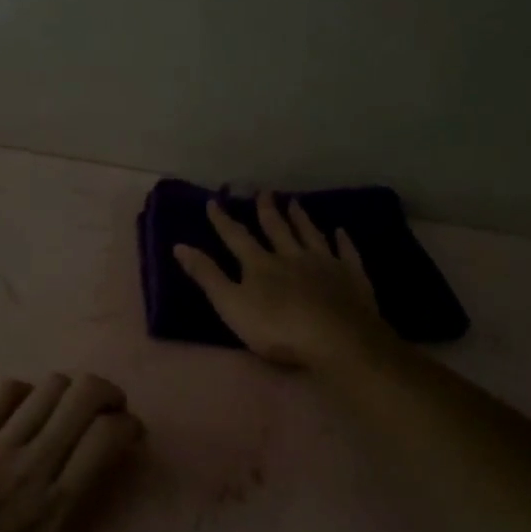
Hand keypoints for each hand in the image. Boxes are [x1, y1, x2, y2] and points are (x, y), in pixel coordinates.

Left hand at [0, 372, 197, 531]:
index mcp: (62, 507)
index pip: (109, 434)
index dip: (130, 425)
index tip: (131, 440)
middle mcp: (34, 464)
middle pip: (84, 394)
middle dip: (109, 395)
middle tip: (108, 419)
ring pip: (49, 386)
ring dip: (71, 394)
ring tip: (71, 417)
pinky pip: (5, 393)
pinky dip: (27, 394)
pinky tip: (27, 418)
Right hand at [174, 194, 394, 369]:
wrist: (337, 339)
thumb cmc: (277, 328)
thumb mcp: (231, 305)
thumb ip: (207, 276)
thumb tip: (179, 246)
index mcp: (260, 264)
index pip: (236, 237)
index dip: (223, 220)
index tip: (213, 201)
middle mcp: (291, 255)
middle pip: (277, 229)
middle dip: (267, 210)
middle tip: (264, 191)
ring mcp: (324, 263)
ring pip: (310, 234)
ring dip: (301, 218)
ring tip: (295, 202)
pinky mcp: (351, 276)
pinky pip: (346, 252)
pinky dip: (342, 240)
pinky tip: (340, 231)